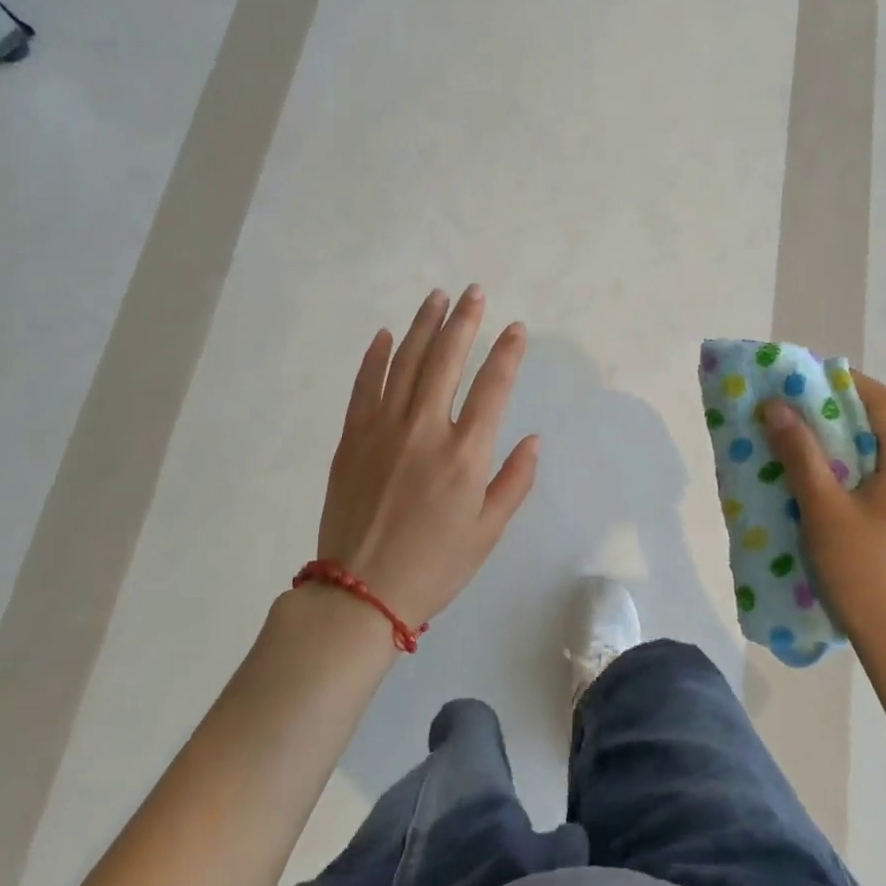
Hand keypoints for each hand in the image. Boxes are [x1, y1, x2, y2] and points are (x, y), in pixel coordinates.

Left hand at [317, 286, 538, 630]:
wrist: (360, 593)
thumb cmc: (434, 566)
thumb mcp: (488, 532)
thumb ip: (514, 481)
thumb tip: (533, 439)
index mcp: (465, 454)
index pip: (493, 387)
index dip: (507, 352)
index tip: (515, 328)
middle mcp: (425, 430)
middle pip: (446, 360)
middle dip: (464, 321)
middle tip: (474, 292)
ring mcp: (383, 429)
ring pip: (405, 362)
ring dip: (423, 326)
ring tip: (437, 298)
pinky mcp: (352, 438)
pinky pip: (365, 386)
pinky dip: (375, 357)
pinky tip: (385, 335)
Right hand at [761, 372, 885, 647]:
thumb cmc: (866, 574)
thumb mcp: (824, 511)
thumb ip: (801, 455)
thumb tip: (778, 407)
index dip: (851, 382)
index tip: (813, 378)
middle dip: (845, 421)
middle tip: (802, 423)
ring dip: (856, 456)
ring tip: (816, 468)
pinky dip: (869, 484)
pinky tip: (843, 509)